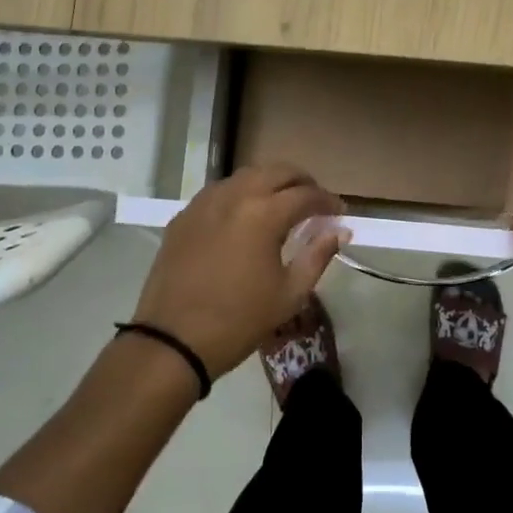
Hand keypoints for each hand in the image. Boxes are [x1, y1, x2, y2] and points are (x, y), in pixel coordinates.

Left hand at [131, 164, 347, 376]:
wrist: (174, 340)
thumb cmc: (239, 321)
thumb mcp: (290, 294)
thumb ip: (317, 256)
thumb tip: (339, 231)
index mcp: (264, 214)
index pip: (306, 194)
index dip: (328, 201)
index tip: (339, 213)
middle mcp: (234, 196)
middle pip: (276, 171)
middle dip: (301, 182)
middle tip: (314, 202)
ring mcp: (204, 203)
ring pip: (245, 176)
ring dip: (270, 183)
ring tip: (281, 206)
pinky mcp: (184, 216)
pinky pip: (219, 192)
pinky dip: (240, 195)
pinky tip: (244, 217)